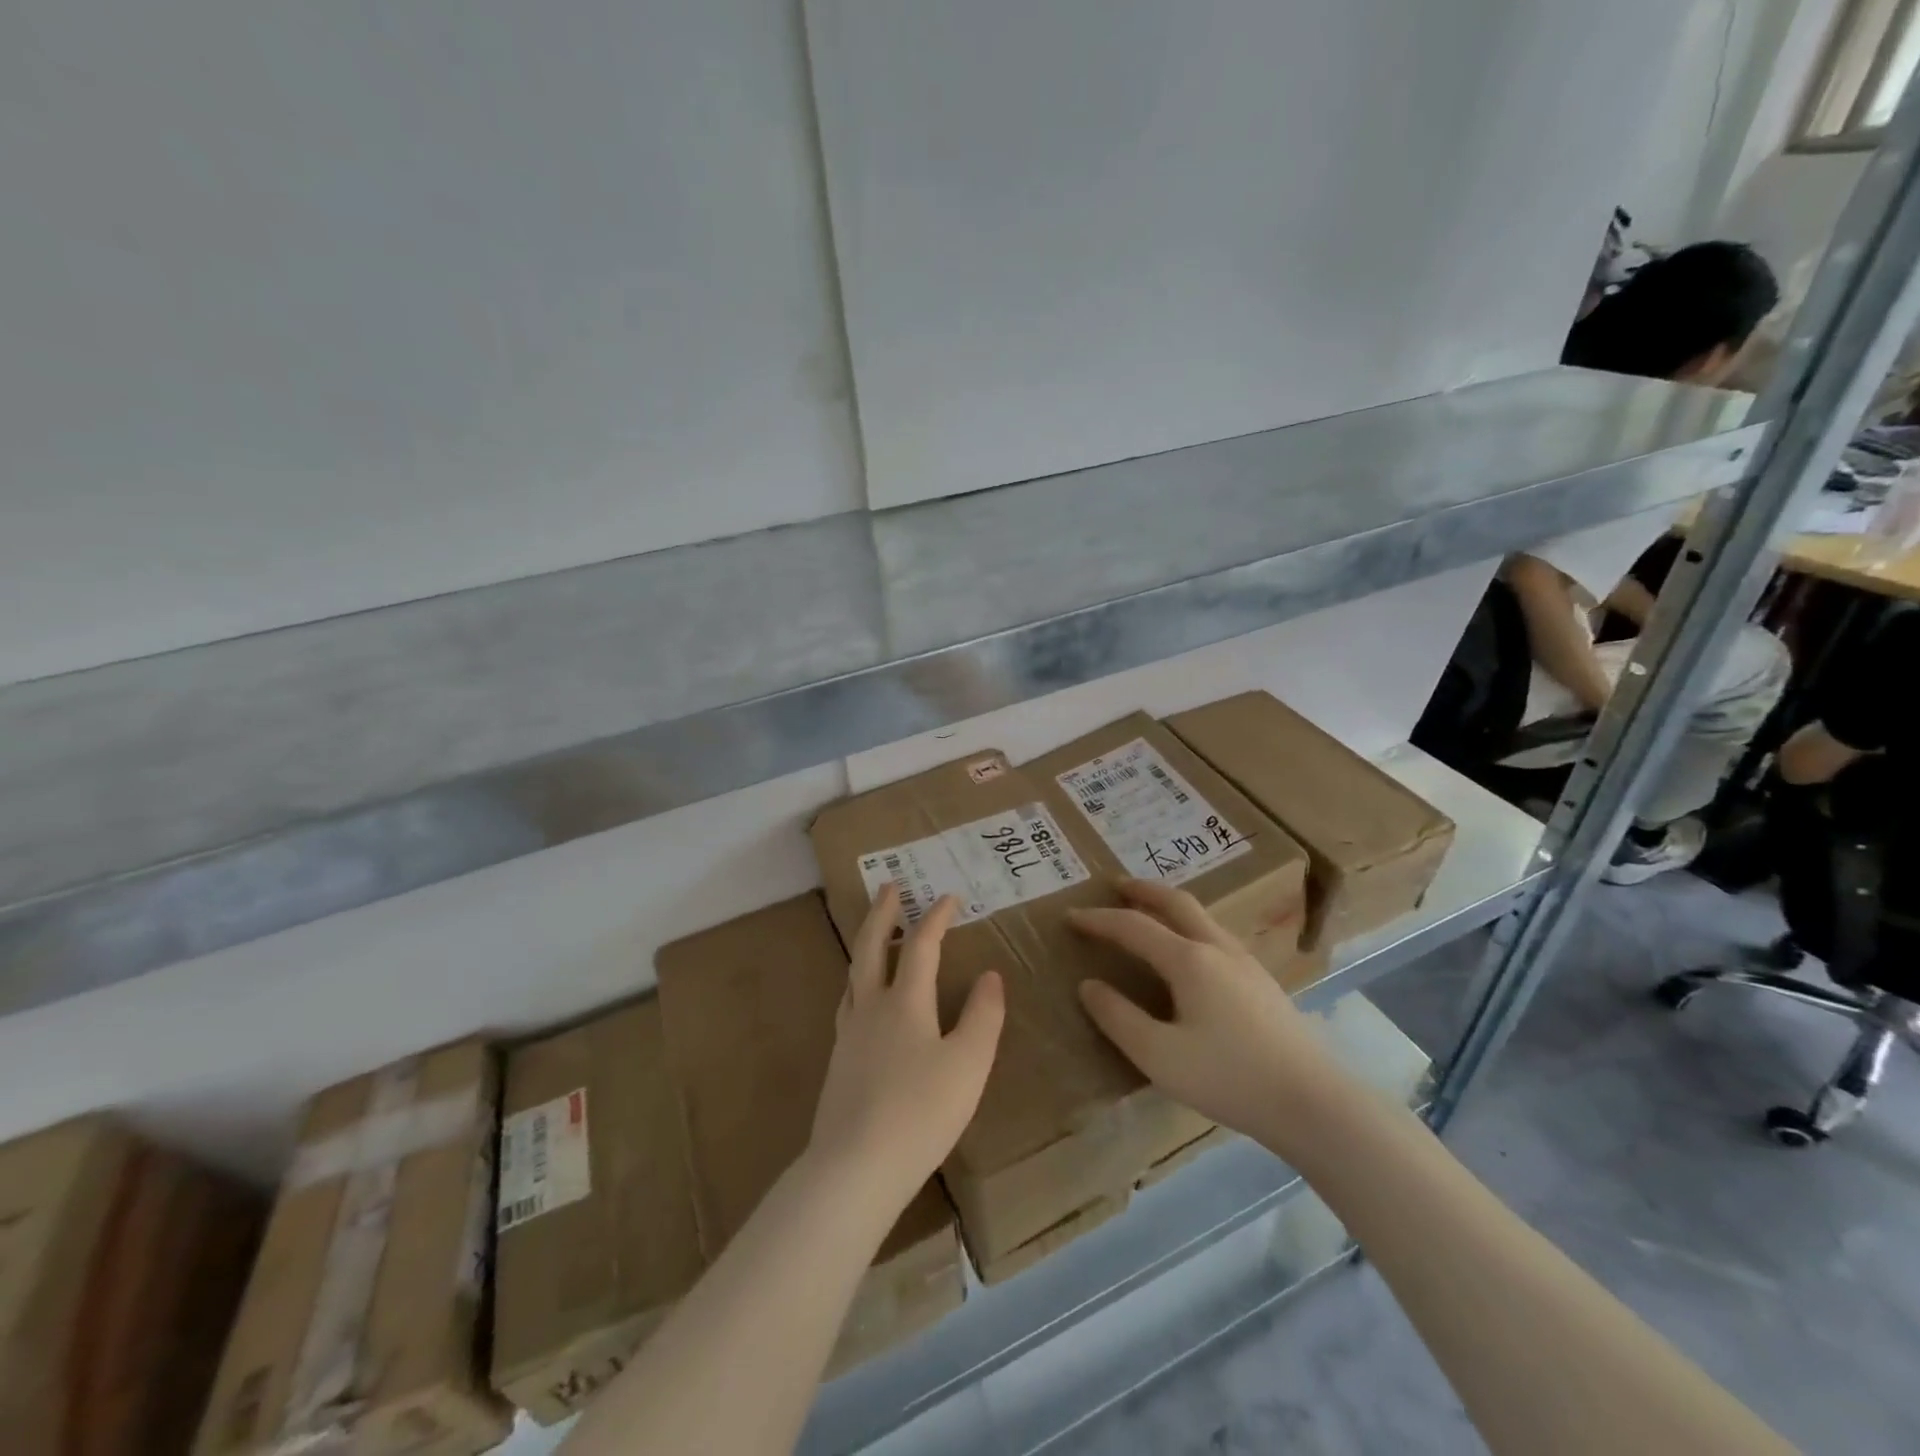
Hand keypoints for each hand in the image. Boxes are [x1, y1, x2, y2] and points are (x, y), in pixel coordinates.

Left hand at [808, 886, 1004, 1212]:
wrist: (855, 1168)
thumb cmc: (921, 1112)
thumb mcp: (969, 1064)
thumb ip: (983, 1016)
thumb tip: (990, 975)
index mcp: (905, 1002)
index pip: (921, 946)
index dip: (936, 917)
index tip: (948, 896)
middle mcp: (871, 1007)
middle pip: (870, 946)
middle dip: (882, 912)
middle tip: (889, 886)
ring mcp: (849, 1033)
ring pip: (853, 973)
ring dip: (865, 943)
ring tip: (873, 933)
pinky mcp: (838, 1061)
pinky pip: (847, 1002)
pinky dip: (857, 981)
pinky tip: (861, 999)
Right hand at [1069, 879, 1343, 1155]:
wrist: (1314, 1103)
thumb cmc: (1230, 1078)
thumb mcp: (1159, 1056)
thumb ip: (1119, 1018)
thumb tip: (1089, 986)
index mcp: (1189, 960)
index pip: (1133, 927)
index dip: (1099, 920)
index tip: (1070, 916)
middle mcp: (1217, 949)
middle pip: (1176, 903)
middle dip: (1142, 890)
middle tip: (1116, 884)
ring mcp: (1246, 963)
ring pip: (1201, 917)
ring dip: (1169, 905)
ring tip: (1149, 911)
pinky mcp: (1263, 982)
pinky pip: (1216, 936)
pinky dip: (1190, 926)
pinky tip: (1191, 952)